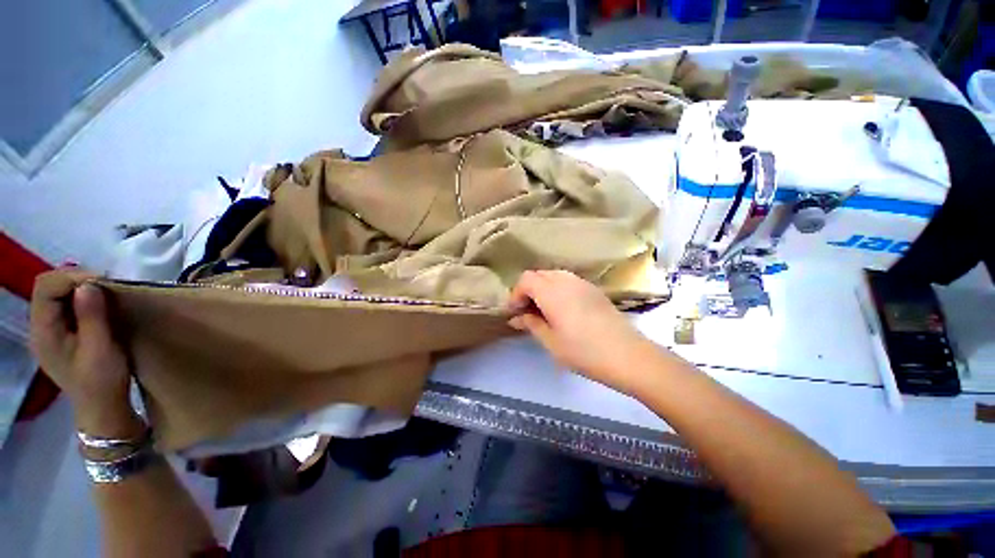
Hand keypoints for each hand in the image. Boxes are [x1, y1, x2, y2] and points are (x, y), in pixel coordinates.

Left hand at [30, 270, 142, 436]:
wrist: (102, 407)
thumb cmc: (102, 381)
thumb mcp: (100, 349)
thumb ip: (91, 317)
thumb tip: (89, 284)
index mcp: (43, 331)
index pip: (45, 288)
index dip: (71, 277)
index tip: (103, 281)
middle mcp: (39, 327)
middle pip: (48, 287)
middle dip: (75, 279)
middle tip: (106, 284)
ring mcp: (49, 331)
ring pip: (56, 294)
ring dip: (80, 287)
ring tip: (104, 292)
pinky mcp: (61, 333)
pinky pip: (64, 305)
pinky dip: (81, 298)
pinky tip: (97, 303)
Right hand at [508, 270, 657, 394]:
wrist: (628, 355)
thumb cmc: (584, 351)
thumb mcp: (551, 342)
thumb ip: (531, 324)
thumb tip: (517, 318)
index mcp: (552, 292)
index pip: (526, 279)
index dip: (516, 294)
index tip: (515, 312)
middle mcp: (566, 281)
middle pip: (539, 274)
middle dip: (528, 290)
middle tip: (527, 312)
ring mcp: (582, 283)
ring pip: (553, 276)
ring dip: (543, 289)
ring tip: (544, 311)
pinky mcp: (594, 289)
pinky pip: (568, 281)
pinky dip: (557, 289)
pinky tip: (562, 309)